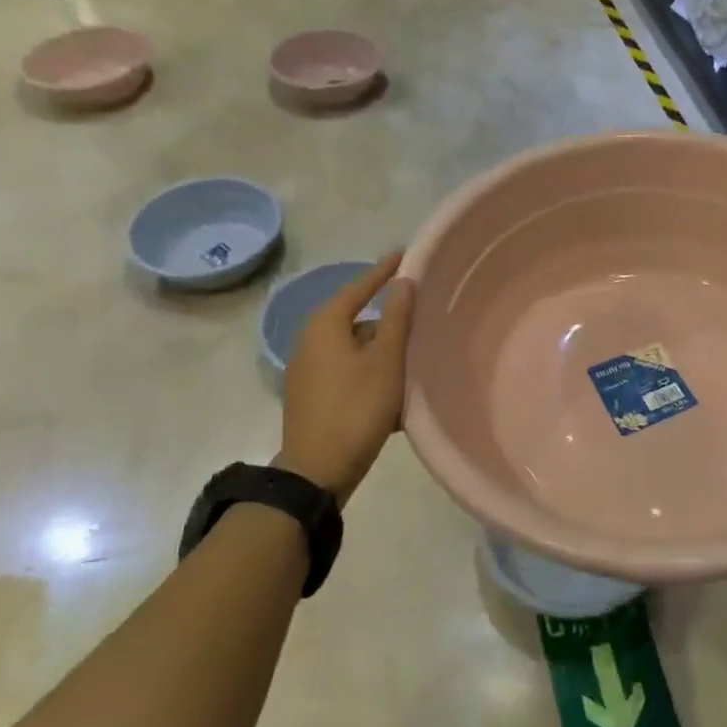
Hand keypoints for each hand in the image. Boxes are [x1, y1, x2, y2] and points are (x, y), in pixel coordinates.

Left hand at [277, 252, 415, 505]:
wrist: (317, 472)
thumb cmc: (356, 408)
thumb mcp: (386, 360)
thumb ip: (397, 317)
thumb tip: (403, 281)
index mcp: (325, 326)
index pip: (358, 288)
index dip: (383, 272)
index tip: (404, 255)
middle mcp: (310, 342)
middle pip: (356, 320)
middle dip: (387, 320)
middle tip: (419, 318)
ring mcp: (307, 371)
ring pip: (354, 349)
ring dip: (381, 351)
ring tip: (413, 359)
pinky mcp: (311, 396)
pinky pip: (347, 371)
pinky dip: (370, 372)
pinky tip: (393, 390)